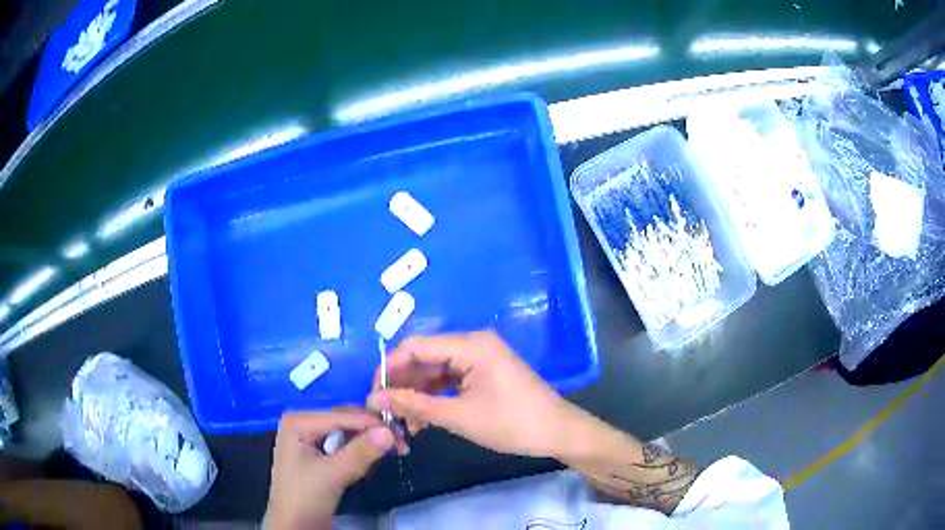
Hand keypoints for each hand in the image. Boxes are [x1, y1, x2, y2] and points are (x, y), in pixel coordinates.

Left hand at [264, 408, 394, 528]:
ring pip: (345, 433)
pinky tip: (370, 458)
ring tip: (392, 450)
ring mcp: (308, 438)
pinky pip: (341, 444)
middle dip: (371, 432)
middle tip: (401, 443)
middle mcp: (301, 422)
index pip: (341, 415)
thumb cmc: (305, 497)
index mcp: (298, 421)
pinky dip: (357, 451)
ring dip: (367, 442)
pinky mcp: (315, 453)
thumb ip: (360, 452)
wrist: (294, 525)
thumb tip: (389, 431)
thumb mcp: (333, 475)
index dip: (372, 424)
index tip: (401, 434)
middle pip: (344, 421)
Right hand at [367, 330, 586, 457]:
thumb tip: (374, 399)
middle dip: (402, 385)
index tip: (373, 395)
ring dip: (417, 395)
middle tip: (385, 413)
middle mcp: (473, 344)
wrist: (557, 433)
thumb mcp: (458, 416)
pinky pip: (450, 380)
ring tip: (402, 423)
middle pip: (424, 358)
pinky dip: (434, 397)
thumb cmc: (511, 424)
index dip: (389, 369)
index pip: (415, 346)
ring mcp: (479, 358)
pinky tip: (422, 420)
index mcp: (470, 345)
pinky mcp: (483, 373)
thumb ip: (414, 405)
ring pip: (435, 372)